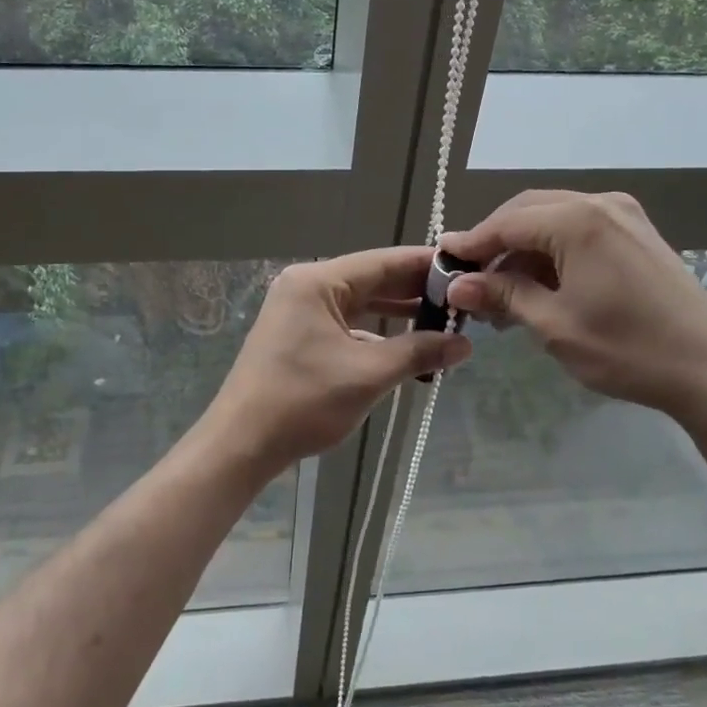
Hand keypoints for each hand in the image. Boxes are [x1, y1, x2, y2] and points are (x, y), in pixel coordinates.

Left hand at [206, 247, 472, 471]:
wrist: (241, 444)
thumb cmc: (303, 401)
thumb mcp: (368, 374)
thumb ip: (419, 352)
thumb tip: (465, 344)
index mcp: (317, 282)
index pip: (382, 262)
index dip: (425, 265)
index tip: (465, 268)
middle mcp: (307, 287)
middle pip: (371, 280)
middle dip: (415, 291)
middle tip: (462, 298)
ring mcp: (299, 312)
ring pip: (360, 304)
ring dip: (398, 314)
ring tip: (444, 321)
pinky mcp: (298, 336)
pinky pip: (346, 324)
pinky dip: (375, 333)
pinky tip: (406, 347)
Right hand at [441, 191, 706, 424]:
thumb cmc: (626, 350)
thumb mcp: (554, 325)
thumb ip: (503, 295)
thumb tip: (457, 284)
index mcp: (578, 220)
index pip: (507, 222)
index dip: (472, 242)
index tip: (443, 260)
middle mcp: (600, 204)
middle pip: (528, 210)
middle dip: (496, 241)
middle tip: (470, 277)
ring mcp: (624, 215)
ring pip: (553, 217)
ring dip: (523, 247)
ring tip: (502, 290)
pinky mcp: (637, 232)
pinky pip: (580, 227)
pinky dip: (552, 249)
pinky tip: (540, 281)